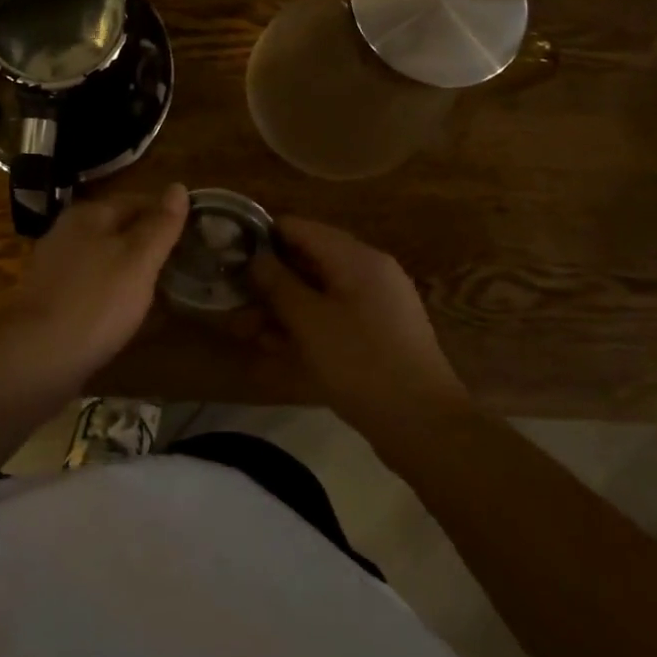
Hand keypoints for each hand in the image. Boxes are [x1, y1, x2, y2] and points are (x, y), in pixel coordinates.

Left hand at [3, 185, 188, 382]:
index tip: (193, 231)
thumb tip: (178, 187)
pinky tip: (125, 310)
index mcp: (88, 215)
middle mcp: (67, 232)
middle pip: (117, 227)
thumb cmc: (95, 302)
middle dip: (147, 240)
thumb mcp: (138, 260)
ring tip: (160, 286)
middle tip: (181, 260)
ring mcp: (55, 266)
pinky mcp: (49, 299)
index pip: (136, 200)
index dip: (165, 213)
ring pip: (102, 256)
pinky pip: (89, 285)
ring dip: (129, 267)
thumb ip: (160, 225)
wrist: (36, 358)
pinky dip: (110, 291)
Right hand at [249, 217, 467, 440]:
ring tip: (245, 328)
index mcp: (356, 257)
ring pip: (319, 292)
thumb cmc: (362, 364)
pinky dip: (306, 325)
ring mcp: (377, 304)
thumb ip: (278, 284)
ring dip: (282, 307)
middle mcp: (369, 271)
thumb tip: (256, 258)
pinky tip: (276, 347)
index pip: (300, 228)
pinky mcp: (379, 334)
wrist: (425, 428)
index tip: (231, 252)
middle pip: (309, 260)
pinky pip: (334, 316)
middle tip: (233, 298)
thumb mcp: (310, 322)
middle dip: (270, 279)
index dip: (262, 236)